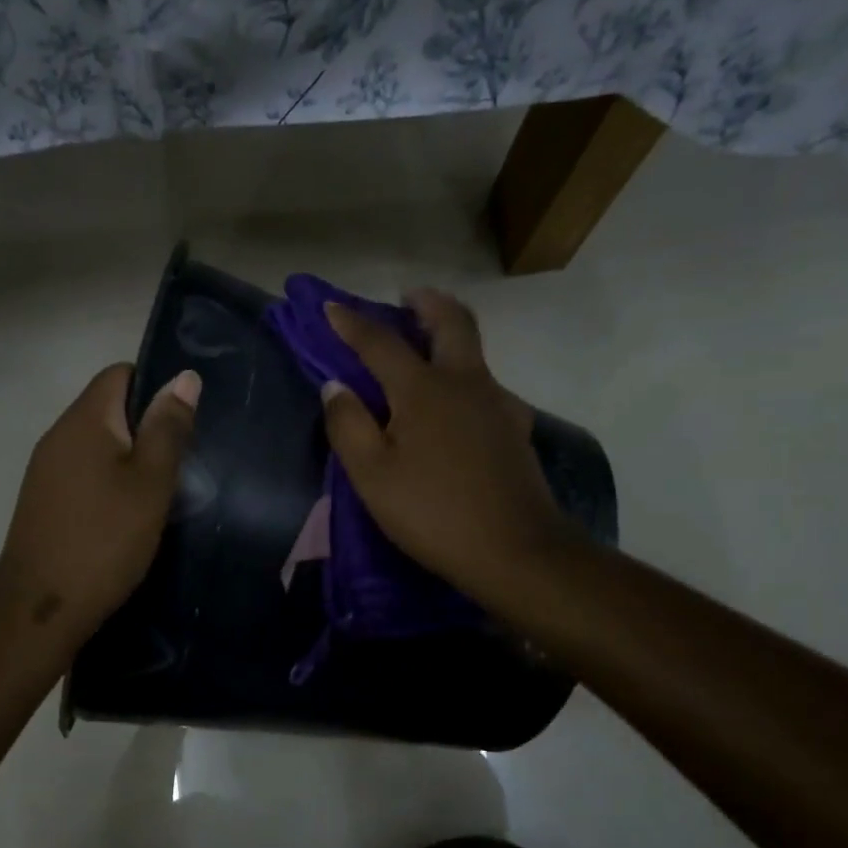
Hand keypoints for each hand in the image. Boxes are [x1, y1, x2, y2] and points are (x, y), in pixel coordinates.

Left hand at [0, 362, 199, 646]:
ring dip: (130, 460)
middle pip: (108, 409)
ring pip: (97, 446)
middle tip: (181, 464)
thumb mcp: (150, 483)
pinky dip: (109, 484)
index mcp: (83, 420)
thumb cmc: (104, 540)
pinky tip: (127, 517)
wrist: (40, 608)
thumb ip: (168, 429)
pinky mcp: (43, 502)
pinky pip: (84, 474)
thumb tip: (183, 376)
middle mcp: (58, 436)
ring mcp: (45, 471)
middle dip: (147, 428)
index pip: (119, 374)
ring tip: (160, 493)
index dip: (156, 387)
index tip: (183, 423)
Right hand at [321, 289, 576, 610]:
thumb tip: (335, 386)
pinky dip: (467, 378)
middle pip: (452, 323)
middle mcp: (466, 383)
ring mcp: (498, 404)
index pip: (381, 343)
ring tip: (429, 351)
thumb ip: (348, 425)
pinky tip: (458, 405)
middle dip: (427, 304)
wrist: (514, 549)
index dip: (352, 324)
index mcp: (423, 390)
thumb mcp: (372, 475)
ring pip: (475, 353)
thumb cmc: (431, 512)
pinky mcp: (516, 429)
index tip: (332, 307)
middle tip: (409, 298)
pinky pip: (488, 387)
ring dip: (450, 337)